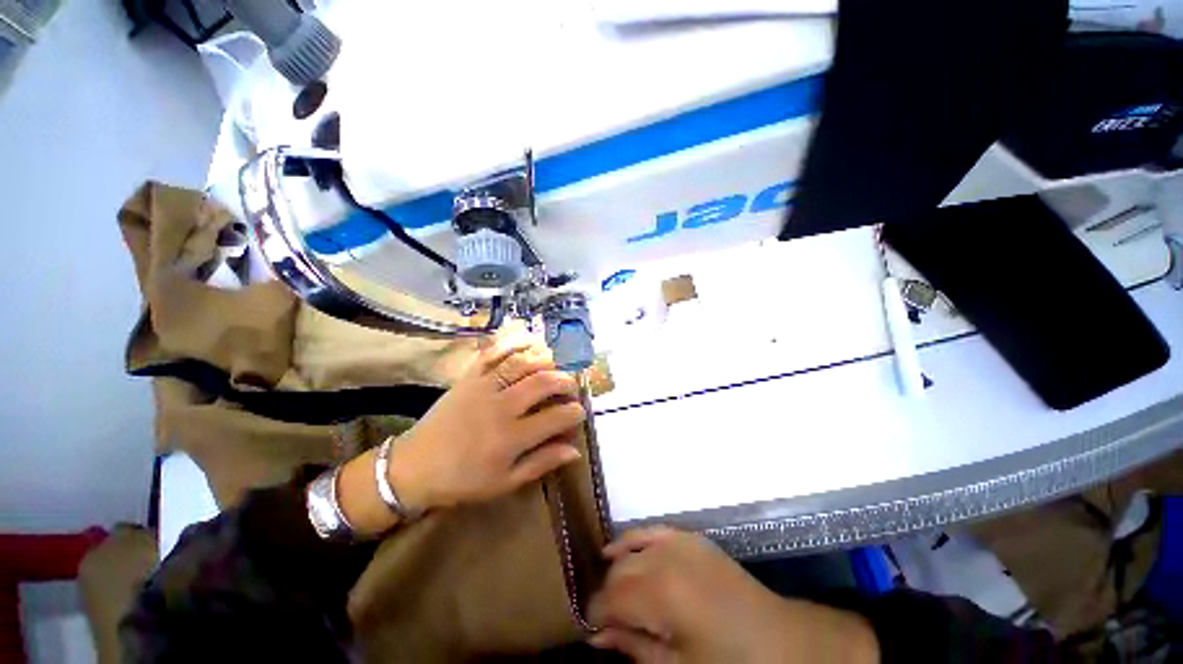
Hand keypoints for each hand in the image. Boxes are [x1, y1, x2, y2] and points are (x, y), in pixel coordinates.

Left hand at [388, 329, 586, 510]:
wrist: (415, 466)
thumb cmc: (463, 479)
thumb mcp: (505, 482)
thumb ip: (542, 463)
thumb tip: (575, 450)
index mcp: (511, 437)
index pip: (556, 417)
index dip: (575, 413)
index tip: (579, 413)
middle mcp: (501, 406)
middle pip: (543, 383)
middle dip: (565, 381)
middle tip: (572, 387)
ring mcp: (484, 387)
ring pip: (522, 363)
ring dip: (545, 360)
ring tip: (555, 366)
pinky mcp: (469, 377)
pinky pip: (493, 353)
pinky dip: (513, 343)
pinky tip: (528, 341)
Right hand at [588, 528, 879, 663]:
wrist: (779, 639)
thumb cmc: (729, 663)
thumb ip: (633, 648)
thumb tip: (596, 636)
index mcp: (660, 592)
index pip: (610, 598)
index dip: (595, 615)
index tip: (590, 631)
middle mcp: (664, 558)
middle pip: (618, 573)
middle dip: (607, 596)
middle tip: (608, 623)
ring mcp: (678, 542)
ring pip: (630, 551)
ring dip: (617, 572)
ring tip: (616, 596)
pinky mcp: (690, 537)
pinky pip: (651, 531)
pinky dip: (631, 539)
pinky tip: (614, 549)